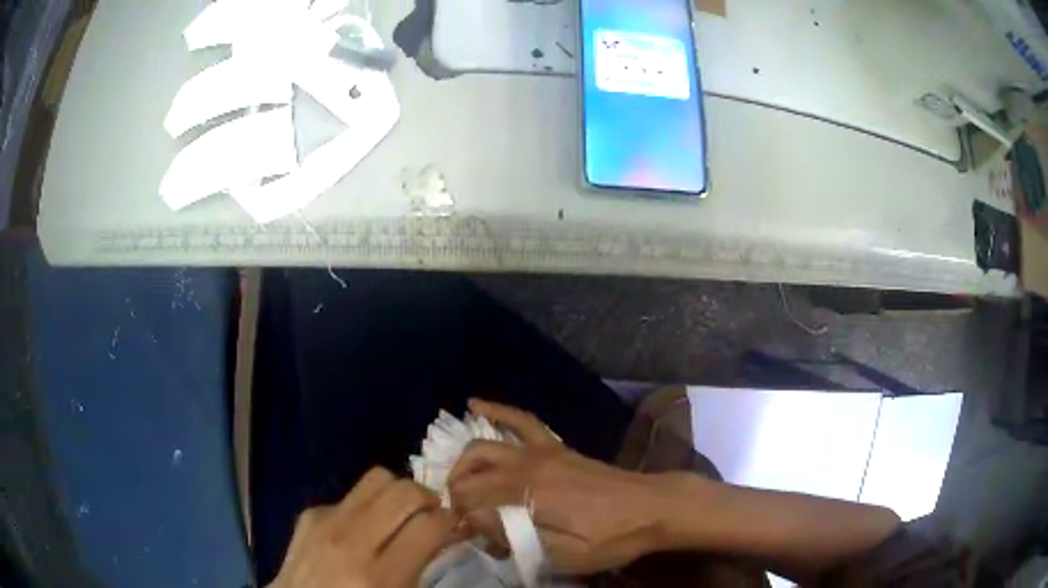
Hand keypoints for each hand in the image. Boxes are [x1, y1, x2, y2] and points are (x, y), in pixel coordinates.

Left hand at [271, 467, 457, 587]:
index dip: (452, 522)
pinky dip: (366, 506)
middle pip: (404, 491)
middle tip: (433, 516)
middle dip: (429, 499)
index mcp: (380, 575)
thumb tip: (446, 534)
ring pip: (377, 478)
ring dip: (398, 493)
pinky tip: (362, 527)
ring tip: (402, 513)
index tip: (457, 528)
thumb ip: (422, 567)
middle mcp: (351, 541)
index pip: (429, 525)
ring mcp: (325, 521)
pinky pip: (350, 495)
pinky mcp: (309, 513)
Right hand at [448, 399, 668, 574]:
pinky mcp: (556, 446)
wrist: (653, 508)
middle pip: (471, 471)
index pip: (471, 500)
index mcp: (528, 495)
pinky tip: (475, 403)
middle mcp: (527, 466)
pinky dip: (496, 410)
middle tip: (460, 518)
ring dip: (463, 462)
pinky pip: (521, 420)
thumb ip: (516, 538)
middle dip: (456, 494)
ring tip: (454, 482)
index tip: (463, 537)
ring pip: (485, 445)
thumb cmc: (611, 539)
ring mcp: (542, 451)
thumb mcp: (566, 555)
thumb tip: (475, 521)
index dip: (459, 519)